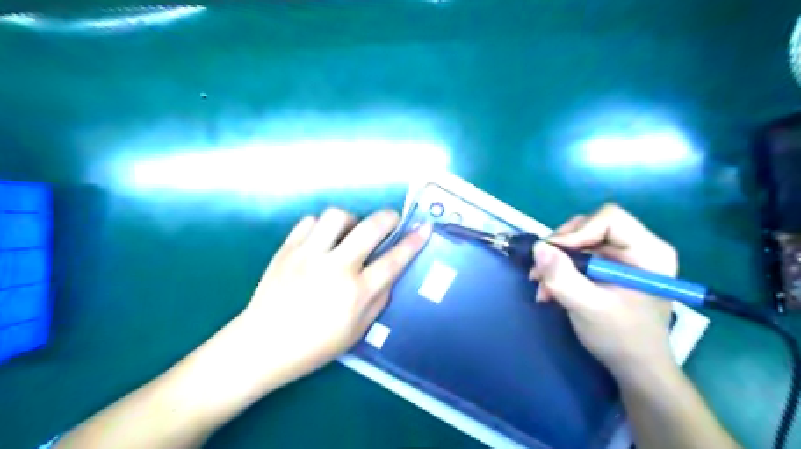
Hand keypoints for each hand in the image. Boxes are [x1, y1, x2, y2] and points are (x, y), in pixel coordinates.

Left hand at [233, 210, 427, 387]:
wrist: (261, 345)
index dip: (413, 242)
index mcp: (355, 293)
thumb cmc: (313, 346)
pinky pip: (309, 221)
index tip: (424, 228)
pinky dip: (321, 226)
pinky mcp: (286, 249)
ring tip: (350, 233)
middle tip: (391, 221)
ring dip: (351, 220)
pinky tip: (322, 239)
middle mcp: (335, 268)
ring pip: (337, 216)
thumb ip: (379, 300)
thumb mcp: (356, 332)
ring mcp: (308, 255)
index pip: (393, 260)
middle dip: (388, 217)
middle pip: (370, 228)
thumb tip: (389, 274)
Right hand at [530, 204, 673, 379]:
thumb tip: (538, 247)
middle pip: (589, 226)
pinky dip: (558, 270)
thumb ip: (563, 277)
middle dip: (561, 248)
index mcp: (648, 251)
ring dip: (554, 261)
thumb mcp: (588, 307)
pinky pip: (575, 255)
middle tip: (541, 271)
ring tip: (542, 286)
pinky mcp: (606, 266)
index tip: (554, 255)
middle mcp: (635, 246)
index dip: (578, 232)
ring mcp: (619, 256)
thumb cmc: (621, 337)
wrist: (633, 367)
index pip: (609, 218)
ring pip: (577, 240)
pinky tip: (549, 290)